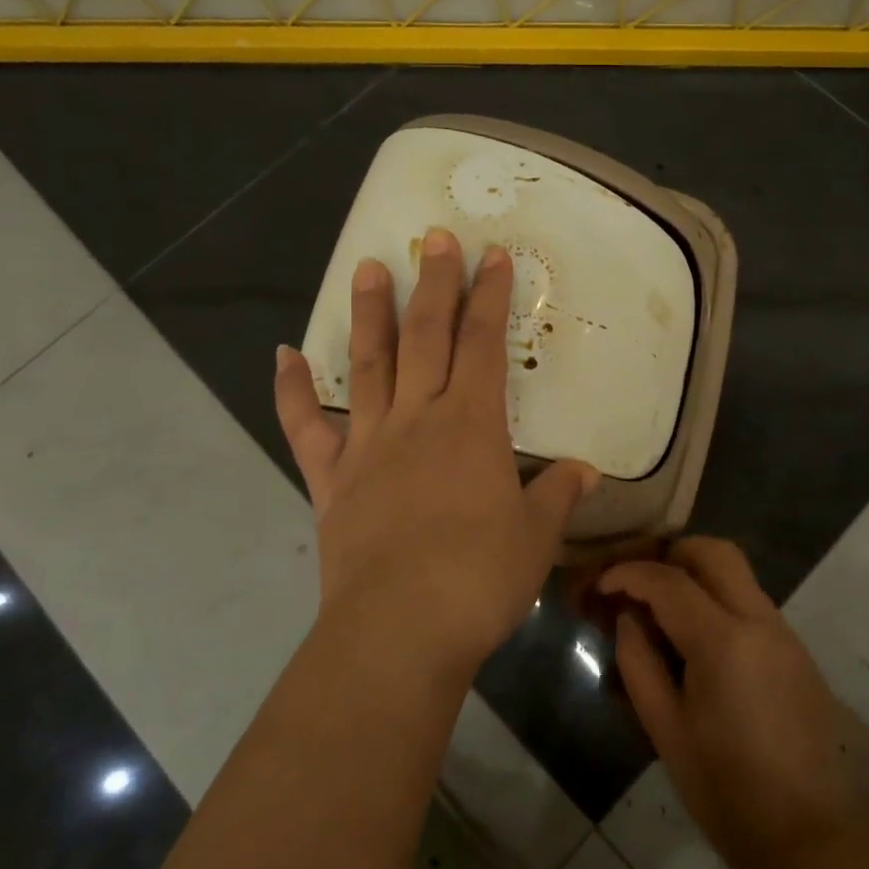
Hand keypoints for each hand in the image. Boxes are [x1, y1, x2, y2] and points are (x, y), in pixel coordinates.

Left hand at [273, 227, 597, 680]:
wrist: (400, 631)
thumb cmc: (480, 578)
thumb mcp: (536, 536)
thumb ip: (558, 494)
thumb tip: (586, 471)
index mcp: (472, 425)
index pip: (485, 345)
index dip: (490, 297)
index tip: (493, 256)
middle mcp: (418, 419)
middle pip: (427, 337)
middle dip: (435, 284)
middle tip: (435, 237)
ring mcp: (368, 445)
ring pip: (368, 365)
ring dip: (370, 314)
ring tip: (367, 267)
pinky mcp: (331, 479)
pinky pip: (306, 427)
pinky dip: (292, 390)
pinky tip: (282, 355)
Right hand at [602, 538, 859, 868]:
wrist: (806, 835)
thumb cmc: (725, 790)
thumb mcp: (666, 730)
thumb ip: (639, 663)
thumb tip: (628, 619)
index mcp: (723, 641)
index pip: (669, 581)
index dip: (629, 574)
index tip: (602, 583)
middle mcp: (759, 620)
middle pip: (715, 552)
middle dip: (672, 553)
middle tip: (640, 581)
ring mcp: (783, 631)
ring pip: (737, 572)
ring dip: (697, 573)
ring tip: (662, 607)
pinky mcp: (795, 649)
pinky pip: (751, 600)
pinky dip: (719, 597)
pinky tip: (697, 636)